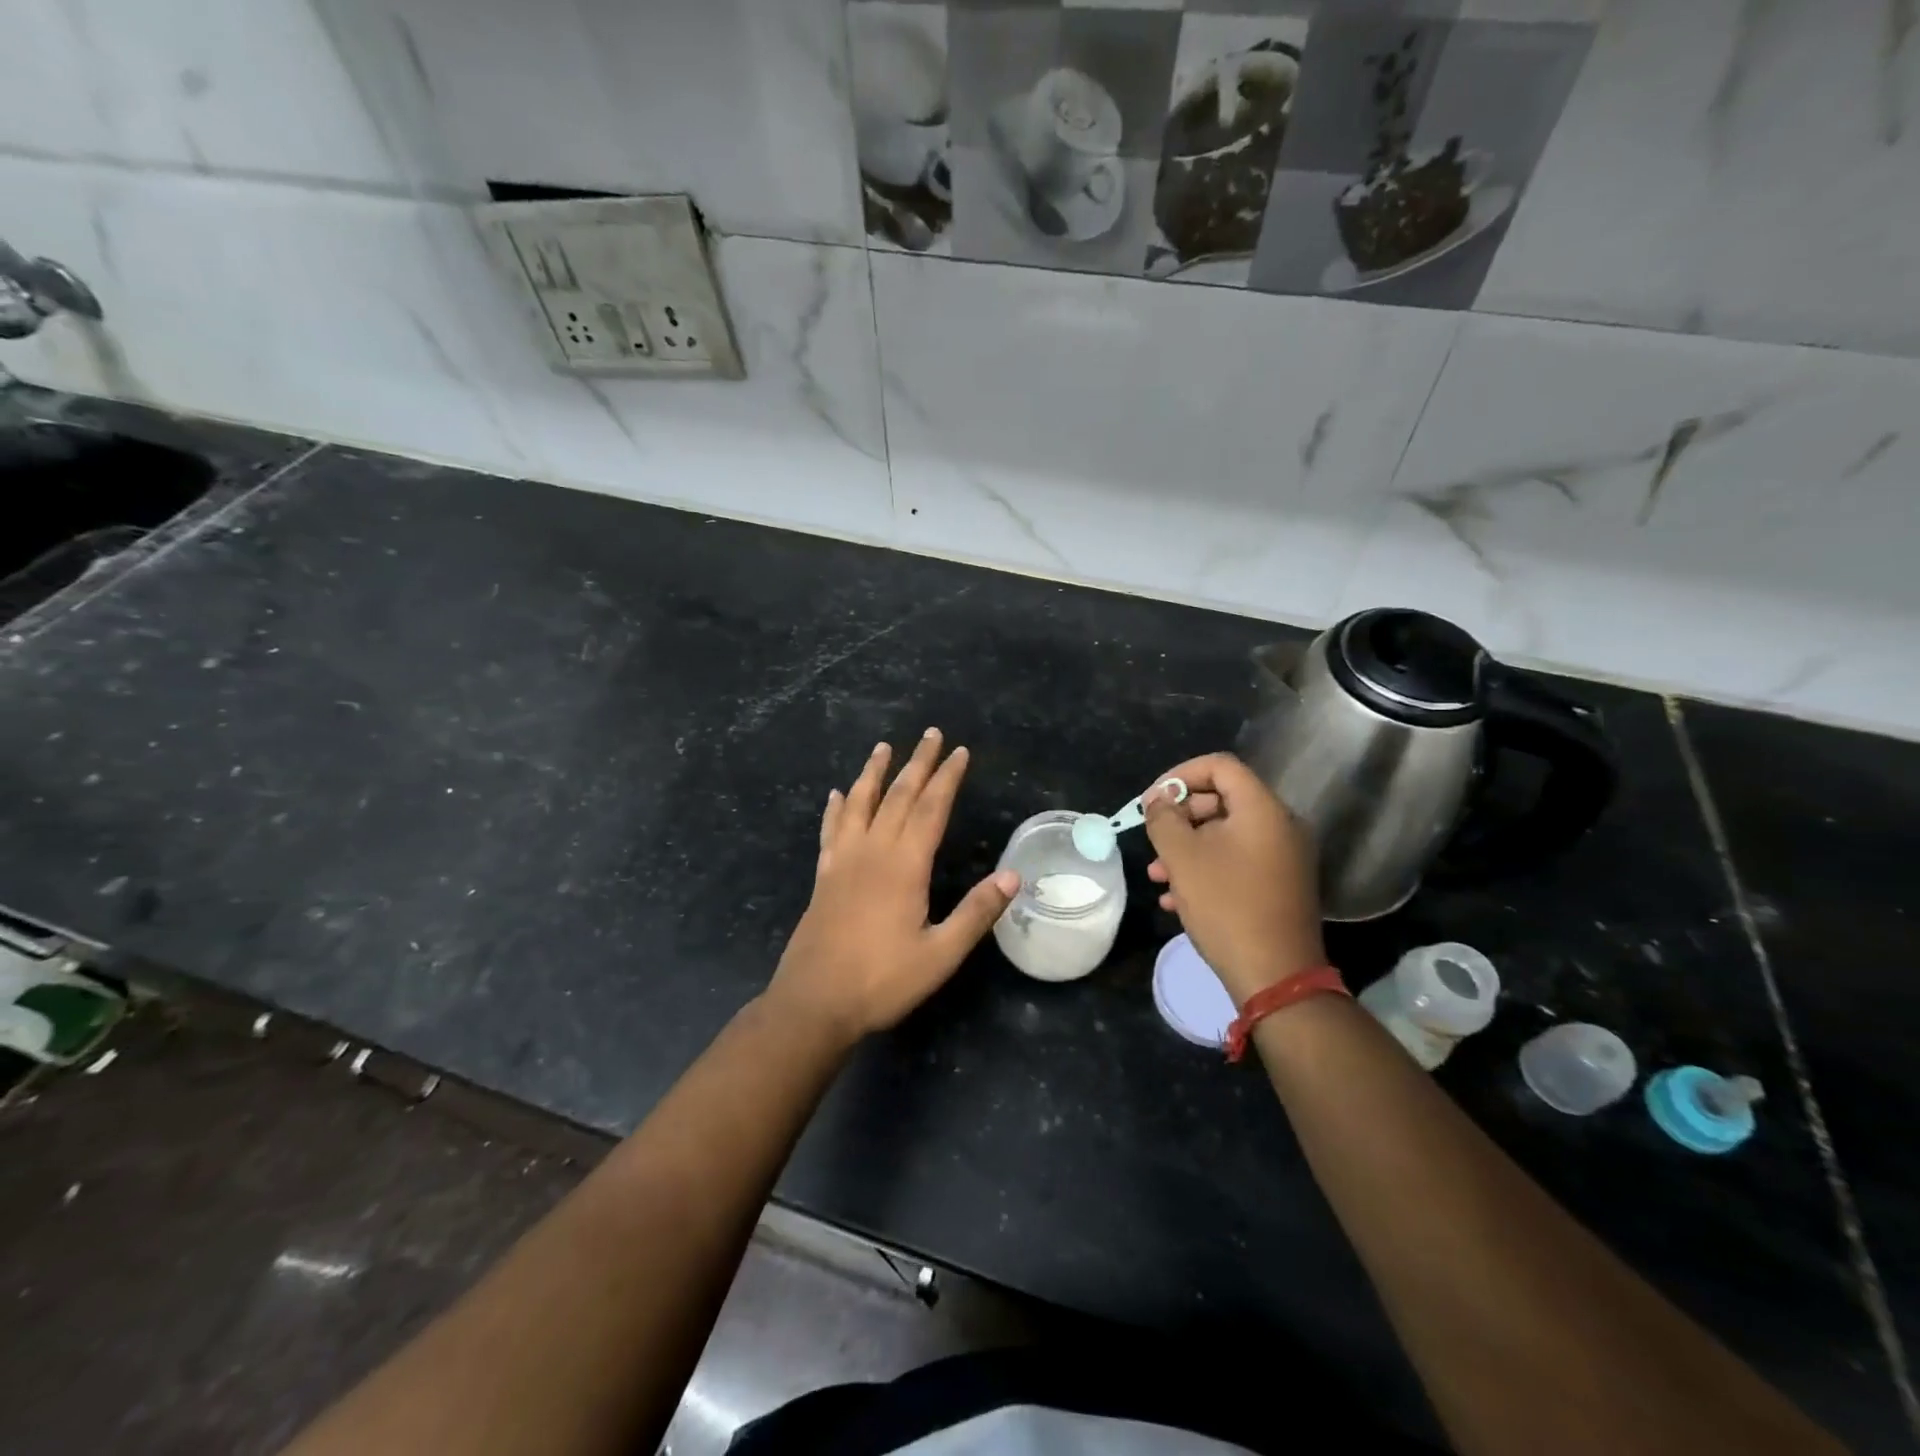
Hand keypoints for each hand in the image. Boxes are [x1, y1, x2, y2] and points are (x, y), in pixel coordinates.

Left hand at [765, 728, 1018, 1044]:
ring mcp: (843, 862)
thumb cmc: (881, 981)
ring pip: (859, 804)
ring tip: (883, 747)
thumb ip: (976, 913)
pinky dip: (837, 808)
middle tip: (930, 734)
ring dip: (873, 773)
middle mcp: (872, 852)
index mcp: (904, 866)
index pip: (931, 809)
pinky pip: (831, 830)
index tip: (960, 751)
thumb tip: (1012, 876)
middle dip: (917, 763)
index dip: (947, 778)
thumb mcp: (940, 955)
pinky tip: (837, 795)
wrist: (814, 1003)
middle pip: (897, 796)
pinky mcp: (824, 877)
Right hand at [1143, 752, 1324, 1005]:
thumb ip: (1164, 818)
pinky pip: (1238, 862)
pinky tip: (1176, 898)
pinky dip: (1207, 869)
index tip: (1152, 801)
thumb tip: (1160, 801)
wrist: (1275, 976)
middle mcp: (1281, 826)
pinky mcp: (1281, 886)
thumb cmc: (1226, 906)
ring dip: (1188, 847)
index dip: (1179, 774)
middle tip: (1153, 838)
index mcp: (1263, 809)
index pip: (1219, 765)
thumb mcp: (1182, 857)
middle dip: (1181, 817)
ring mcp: (1284, 858)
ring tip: (1156, 875)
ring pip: (1226, 835)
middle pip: (1223, 800)